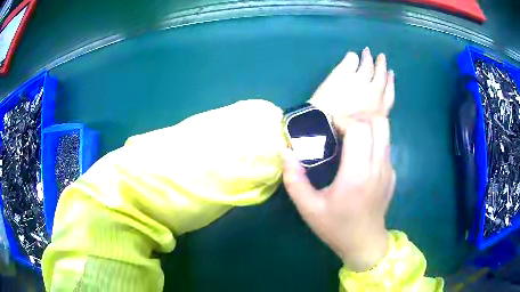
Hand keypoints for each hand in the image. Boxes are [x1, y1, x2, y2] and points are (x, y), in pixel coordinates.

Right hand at [282, 117, 395, 271]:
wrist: (365, 243)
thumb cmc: (336, 228)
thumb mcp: (308, 208)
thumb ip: (294, 180)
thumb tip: (286, 151)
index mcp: (357, 175)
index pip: (359, 129)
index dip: (342, 120)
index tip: (327, 126)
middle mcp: (378, 167)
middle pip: (377, 122)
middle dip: (356, 118)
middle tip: (339, 129)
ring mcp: (388, 169)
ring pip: (385, 130)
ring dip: (366, 126)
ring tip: (348, 138)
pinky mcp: (392, 173)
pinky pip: (384, 145)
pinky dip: (372, 140)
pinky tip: (358, 157)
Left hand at [308, 47, 394, 134]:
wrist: (324, 124)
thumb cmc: (343, 133)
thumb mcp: (365, 131)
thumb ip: (372, 120)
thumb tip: (373, 113)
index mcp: (380, 111)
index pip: (389, 93)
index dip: (390, 82)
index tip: (391, 73)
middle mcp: (374, 93)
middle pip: (380, 76)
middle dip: (382, 66)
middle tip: (381, 57)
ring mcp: (359, 80)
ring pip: (367, 65)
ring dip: (368, 57)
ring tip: (367, 51)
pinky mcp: (344, 72)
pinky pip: (351, 60)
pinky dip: (352, 56)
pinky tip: (352, 55)